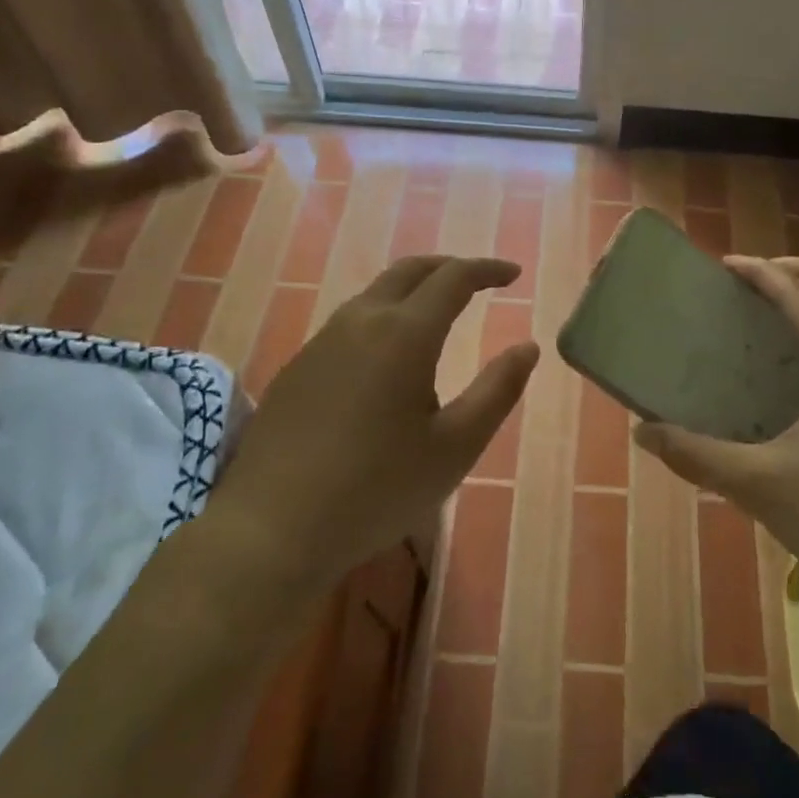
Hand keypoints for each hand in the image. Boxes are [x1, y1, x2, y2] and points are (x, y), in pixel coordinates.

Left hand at [201, 256, 538, 589]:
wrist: (271, 530)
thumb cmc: (377, 489)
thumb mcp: (455, 447)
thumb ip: (497, 391)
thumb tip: (528, 347)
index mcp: (405, 333)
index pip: (454, 278)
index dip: (487, 270)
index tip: (513, 274)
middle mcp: (361, 322)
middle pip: (409, 271)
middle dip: (449, 267)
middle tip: (479, 281)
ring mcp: (322, 341)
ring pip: (375, 294)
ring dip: (413, 290)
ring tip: (438, 315)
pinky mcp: (297, 367)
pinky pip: (349, 322)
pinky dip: (383, 316)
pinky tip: (387, 358)